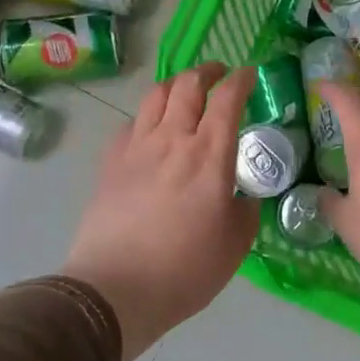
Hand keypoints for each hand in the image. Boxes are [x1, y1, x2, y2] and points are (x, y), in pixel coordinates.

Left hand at [65, 62, 258, 360]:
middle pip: (188, 85)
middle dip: (207, 71)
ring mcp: (136, 147)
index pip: (227, 99)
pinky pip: (131, 123)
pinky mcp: (110, 162)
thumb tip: (242, 196)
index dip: (241, 79)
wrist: (116, 288)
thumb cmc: (185, 269)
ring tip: (185, 91)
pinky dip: (148, 116)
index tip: (249, 74)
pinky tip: (151, 131)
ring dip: (176, 85)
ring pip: (156, 96)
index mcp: (210, 154)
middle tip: (218, 74)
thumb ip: (245, 209)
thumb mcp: (236, 243)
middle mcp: (173, 139)